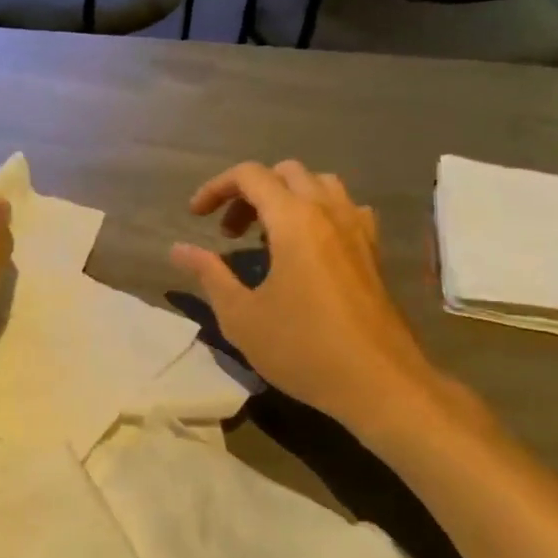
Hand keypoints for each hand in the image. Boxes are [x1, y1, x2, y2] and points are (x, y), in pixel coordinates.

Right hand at [171, 161, 483, 445]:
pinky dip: (319, 212)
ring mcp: (358, 230)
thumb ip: (208, 274)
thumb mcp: (241, 316)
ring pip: (320, 184)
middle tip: (228, 231)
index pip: (250, 176)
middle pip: (285, 173)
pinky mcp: (373, 252)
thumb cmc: (303, 348)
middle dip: (249, 192)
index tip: (195, 217)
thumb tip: (178, 249)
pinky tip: (308, 247)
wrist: (379, 383)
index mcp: (295, 221)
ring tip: (266, 234)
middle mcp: (329, 213)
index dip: (216, 188)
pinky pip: (345, 209)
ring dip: (286, 197)